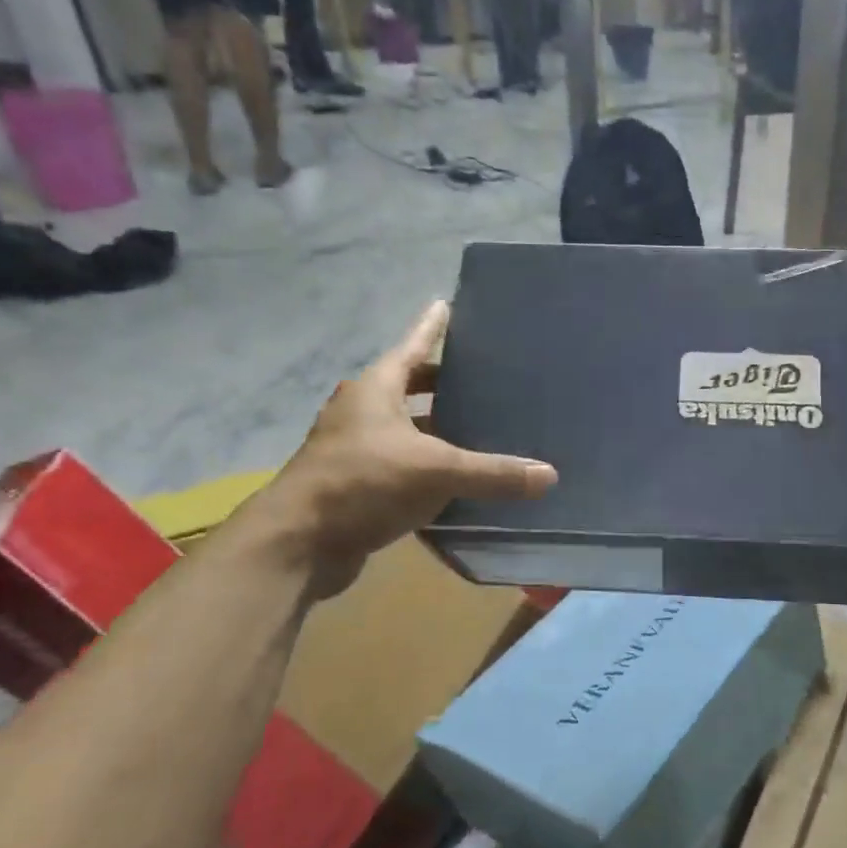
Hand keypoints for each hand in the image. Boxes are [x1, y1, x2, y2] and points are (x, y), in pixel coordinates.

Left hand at [266, 301, 555, 594]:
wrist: (297, 543)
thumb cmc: (363, 483)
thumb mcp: (436, 472)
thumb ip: (493, 473)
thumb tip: (549, 476)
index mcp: (375, 390)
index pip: (412, 346)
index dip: (432, 327)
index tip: (446, 304)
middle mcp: (361, 412)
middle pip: (408, 387)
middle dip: (442, 384)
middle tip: (482, 381)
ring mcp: (353, 450)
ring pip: (405, 430)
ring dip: (436, 430)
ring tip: (478, 431)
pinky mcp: (355, 485)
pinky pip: (401, 467)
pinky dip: (427, 469)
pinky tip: (457, 482)